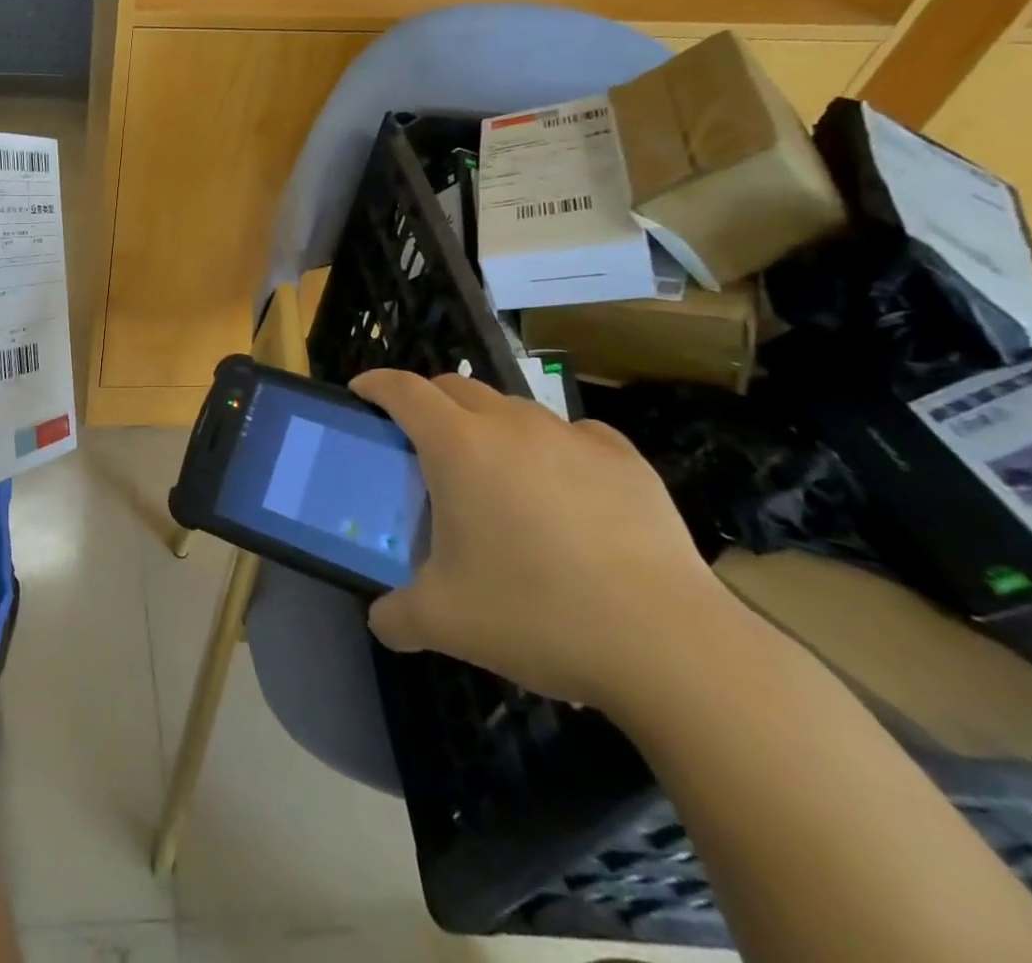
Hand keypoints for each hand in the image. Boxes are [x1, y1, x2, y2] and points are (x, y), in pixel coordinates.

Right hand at [351, 369, 737, 714]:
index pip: (402, 390)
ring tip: (494, 473)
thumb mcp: (444, 623)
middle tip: (420, 442)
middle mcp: (512, 426)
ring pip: (513, 408)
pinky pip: (573, 434)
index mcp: (458, 446)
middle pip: (455, 386)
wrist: (670, 647)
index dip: (375, 384)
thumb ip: (395, 616)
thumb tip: (381, 620)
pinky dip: (551, 447)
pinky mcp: (626, 460)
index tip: (361, 393)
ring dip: (488, 425)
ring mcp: (573, 437)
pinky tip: (562, 489)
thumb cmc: (536, 615)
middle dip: (428, 402)